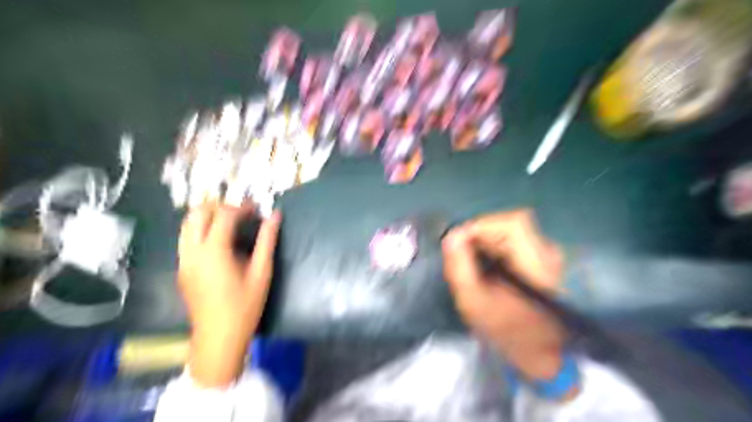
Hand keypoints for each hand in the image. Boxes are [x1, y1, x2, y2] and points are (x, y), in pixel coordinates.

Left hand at [178, 202, 279, 386]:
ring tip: (231, 224)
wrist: (218, 338)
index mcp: (214, 251)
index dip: (242, 207)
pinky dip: (202, 230)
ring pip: (187, 224)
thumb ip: (267, 241)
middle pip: (197, 213)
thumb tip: (275, 216)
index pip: (224, 215)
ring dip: (208, 217)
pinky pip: (187, 238)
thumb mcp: (261, 272)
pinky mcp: (181, 269)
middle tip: (242, 214)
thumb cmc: (245, 306)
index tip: (257, 210)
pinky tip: (220, 242)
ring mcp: (183, 260)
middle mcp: (192, 251)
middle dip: (220, 207)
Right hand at [442, 209, 563, 379]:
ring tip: (473, 261)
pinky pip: (512, 237)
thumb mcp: (473, 302)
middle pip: (510, 223)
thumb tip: (451, 234)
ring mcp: (547, 253)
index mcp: (538, 266)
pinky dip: (494, 244)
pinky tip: (486, 263)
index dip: (483, 226)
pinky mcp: (540, 254)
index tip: (459, 242)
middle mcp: (548, 253)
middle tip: (462, 254)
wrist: (537, 349)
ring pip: (510, 229)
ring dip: (485, 239)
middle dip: (480, 233)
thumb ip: (460, 267)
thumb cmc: (505, 329)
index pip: (513, 224)